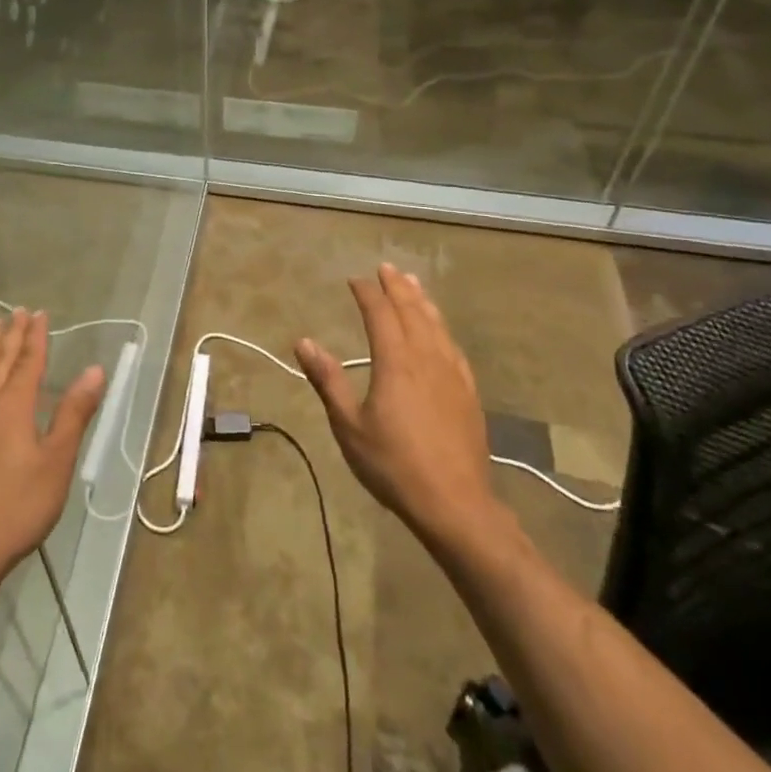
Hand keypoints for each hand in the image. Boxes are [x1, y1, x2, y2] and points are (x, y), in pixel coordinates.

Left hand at [0, 309, 105, 587]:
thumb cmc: (17, 506)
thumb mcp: (57, 461)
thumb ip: (74, 413)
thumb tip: (94, 369)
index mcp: (13, 406)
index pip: (27, 362)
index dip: (35, 337)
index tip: (39, 313)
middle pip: (0, 362)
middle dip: (11, 336)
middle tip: (15, 311)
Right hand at [295, 264, 506, 554]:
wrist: (455, 503)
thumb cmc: (393, 465)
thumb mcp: (349, 426)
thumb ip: (327, 380)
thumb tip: (303, 342)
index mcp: (395, 362)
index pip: (380, 314)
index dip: (367, 293)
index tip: (355, 280)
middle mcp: (425, 357)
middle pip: (411, 311)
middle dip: (397, 287)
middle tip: (385, 268)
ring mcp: (451, 373)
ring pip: (436, 324)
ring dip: (421, 300)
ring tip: (413, 282)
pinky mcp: (467, 391)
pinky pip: (453, 346)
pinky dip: (441, 327)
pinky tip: (439, 329)